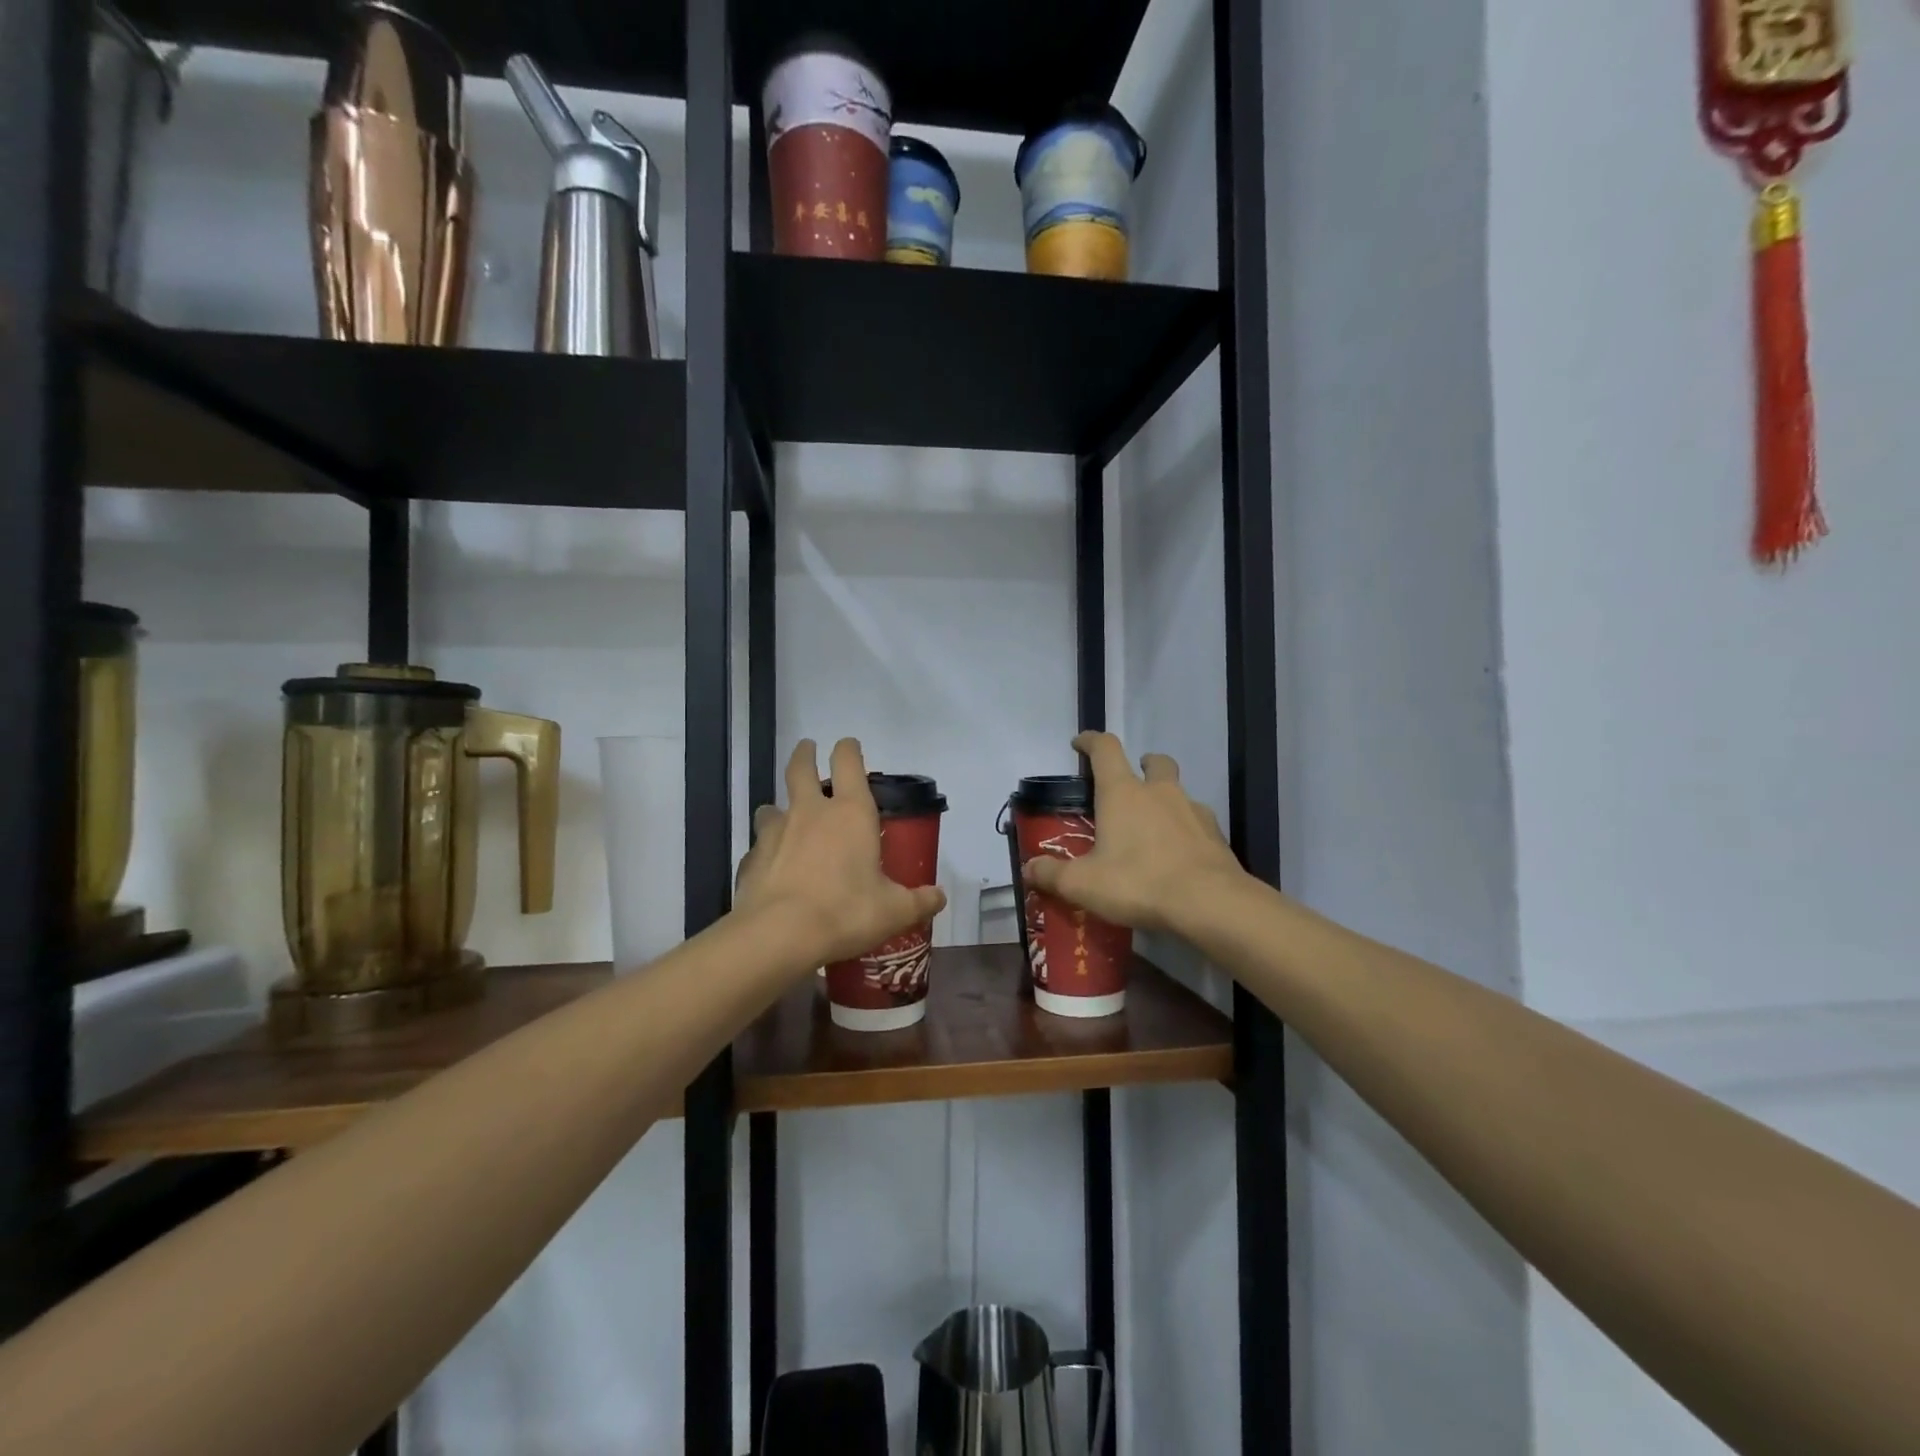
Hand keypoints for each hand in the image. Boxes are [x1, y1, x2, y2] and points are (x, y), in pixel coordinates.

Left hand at [734, 738, 947, 966]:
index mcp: (850, 813)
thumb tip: (939, 897)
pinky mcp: (751, 859)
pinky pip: (758, 847)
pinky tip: (771, 868)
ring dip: (779, 807)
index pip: (848, 763)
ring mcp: (775, 833)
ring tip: (783, 816)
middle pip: (800, 769)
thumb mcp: (893, 911)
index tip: (849, 744)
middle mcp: (810, 812)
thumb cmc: (845, 911)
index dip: (849, 749)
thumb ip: (918, 902)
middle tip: (807, 748)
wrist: (779, 935)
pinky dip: (765, 851)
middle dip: (805, 754)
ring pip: (772, 807)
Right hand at [1022, 732, 1245, 933]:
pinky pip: (1197, 820)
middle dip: (1141, 764)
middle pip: (1153, 761)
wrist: (1209, 903)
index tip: (1079, 743)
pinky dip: (1186, 828)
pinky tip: (1178, 852)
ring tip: (1152, 826)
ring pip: (1178, 790)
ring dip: (1165, 798)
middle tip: (1129, 783)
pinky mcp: (1216, 834)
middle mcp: (1159, 792)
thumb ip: (1052, 875)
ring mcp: (1193, 810)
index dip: (1090, 741)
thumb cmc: (1138, 882)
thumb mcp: (1083, 884)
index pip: (1105, 749)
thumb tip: (1029, 869)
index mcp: (1122, 793)